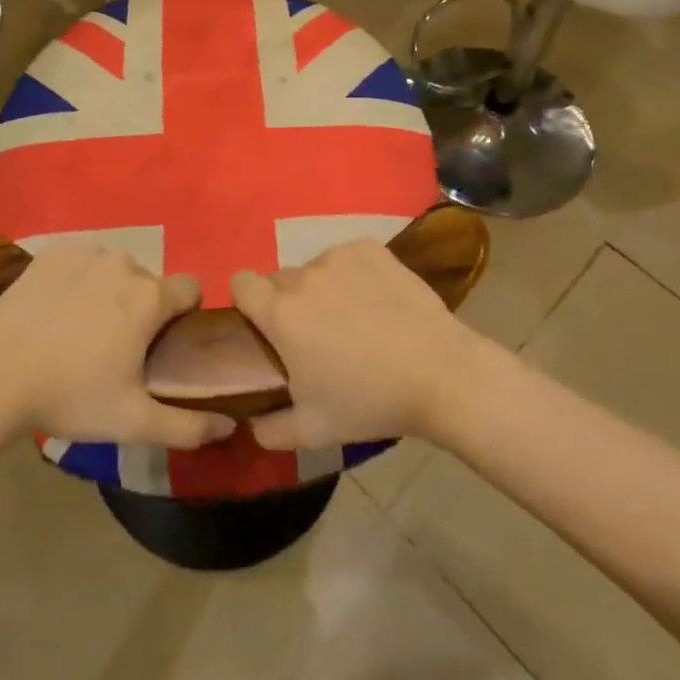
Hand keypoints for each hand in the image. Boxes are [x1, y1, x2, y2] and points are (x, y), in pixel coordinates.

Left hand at [0, 243, 236, 448]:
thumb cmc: (71, 397)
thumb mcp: (133, 421)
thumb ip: (188, 425)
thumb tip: (230, 425)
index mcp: (150, 297)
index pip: (190, 288)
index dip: (183, 314)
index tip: (162, 343)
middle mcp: (124, 263)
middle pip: (148, 282)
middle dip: (141, 307)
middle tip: (115, 346)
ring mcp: (86, 252)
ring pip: (114, 269)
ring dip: (109, 291)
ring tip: (81, 329)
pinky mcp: (52, 251)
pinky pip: (81, 261)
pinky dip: (77, 279)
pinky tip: (57, 309)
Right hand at [231, 238, 488, 450]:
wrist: (439, 373)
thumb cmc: (370, 402)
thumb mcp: (313, 430)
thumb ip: (270, 429)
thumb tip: (253, 423)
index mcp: (281, 313)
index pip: (240, 283)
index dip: (247, 302)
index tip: (264, 326)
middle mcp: (303, 276)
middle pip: (279, 280)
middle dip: (288, 303)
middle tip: (316, 336)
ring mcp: (339, 257)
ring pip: (315, 268)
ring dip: (322, 289)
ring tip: (354, 320)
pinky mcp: (370, 248)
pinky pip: (347, 258)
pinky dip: (353, 275)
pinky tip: (377, 301)